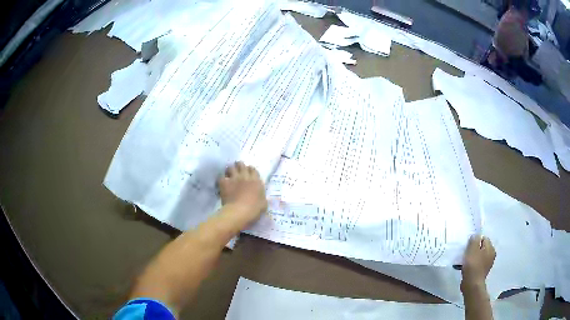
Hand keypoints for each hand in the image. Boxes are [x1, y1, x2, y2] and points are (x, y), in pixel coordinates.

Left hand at [218, 162, 266, 223]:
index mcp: (256, 181)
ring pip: (231, 167)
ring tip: (229, 174)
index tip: (248, 173)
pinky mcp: (224, 183)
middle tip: (238, 171)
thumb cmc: (254, 209)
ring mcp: (234, 179)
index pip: (253, 169)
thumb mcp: (263, 203)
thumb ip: (262, 196)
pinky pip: (221, 177)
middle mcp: (245, 176)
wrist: (240, 212)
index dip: (250, 170)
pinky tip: (222, 182)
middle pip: (241, 164)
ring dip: (230, 170)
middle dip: (239, 166)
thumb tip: (260, 196)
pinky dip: (222, 179)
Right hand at [461, 235, 495, 290]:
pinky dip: (473, 265)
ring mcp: (488, 264)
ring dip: (473, 258)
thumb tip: (475, 236)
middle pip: (482, 247)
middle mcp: (491, 254)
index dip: (475, 241)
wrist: (472, 284)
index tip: (468, 247)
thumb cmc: (473, 265)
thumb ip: (474, 240)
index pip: (483, 238)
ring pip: (479, 256)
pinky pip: (477, 264)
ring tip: (465, 262)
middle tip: (466, 254)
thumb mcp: (472, 249)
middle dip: (474, 249)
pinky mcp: (482, 272)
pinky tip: (467, 269)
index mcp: (490, 247)